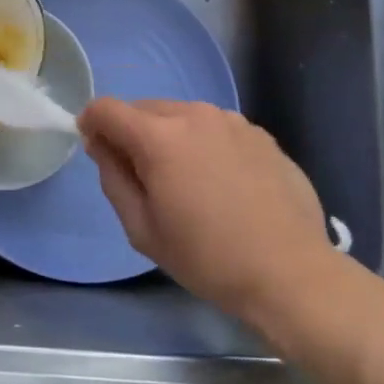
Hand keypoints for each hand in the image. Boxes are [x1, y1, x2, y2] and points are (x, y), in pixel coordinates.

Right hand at [78, 98, 337, 331]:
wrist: (291, 274)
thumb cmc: (208, 258)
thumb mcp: (142, 229)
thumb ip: (113, 178)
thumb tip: (101, 145)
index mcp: (159, 136)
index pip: (107, 109)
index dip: (92, 123)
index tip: (96, 149)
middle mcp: (194, 114)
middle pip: (145, 109)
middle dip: (132, 133)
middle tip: (143, 177)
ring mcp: (232, 121)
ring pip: (183, 116)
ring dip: (171, 137)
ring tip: (187, 181)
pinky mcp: (260, 134)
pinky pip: (216, 128)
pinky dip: (205, 144)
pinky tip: (223, 184)